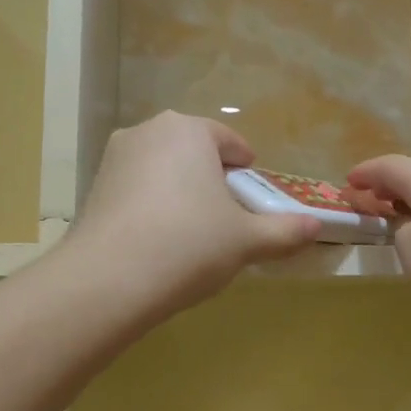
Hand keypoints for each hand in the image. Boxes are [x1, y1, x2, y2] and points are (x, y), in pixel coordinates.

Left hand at [71, 112, 320, 315]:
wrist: (109, 280)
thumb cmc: (189, 244)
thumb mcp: (247, 240)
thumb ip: (285, 230)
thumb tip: (316, 226)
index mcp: (189, 130)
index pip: (229, 142)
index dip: (246, 170)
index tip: (253, 197)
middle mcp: (149, 132)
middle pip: (193, 153)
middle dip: (212, 180)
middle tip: (227, 218)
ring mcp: (115, 158)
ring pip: (162, 170)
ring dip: (181, 192)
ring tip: (192, 234)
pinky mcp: (93, 187)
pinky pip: (136, 190)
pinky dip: (152, 207)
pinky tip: (159, 242)